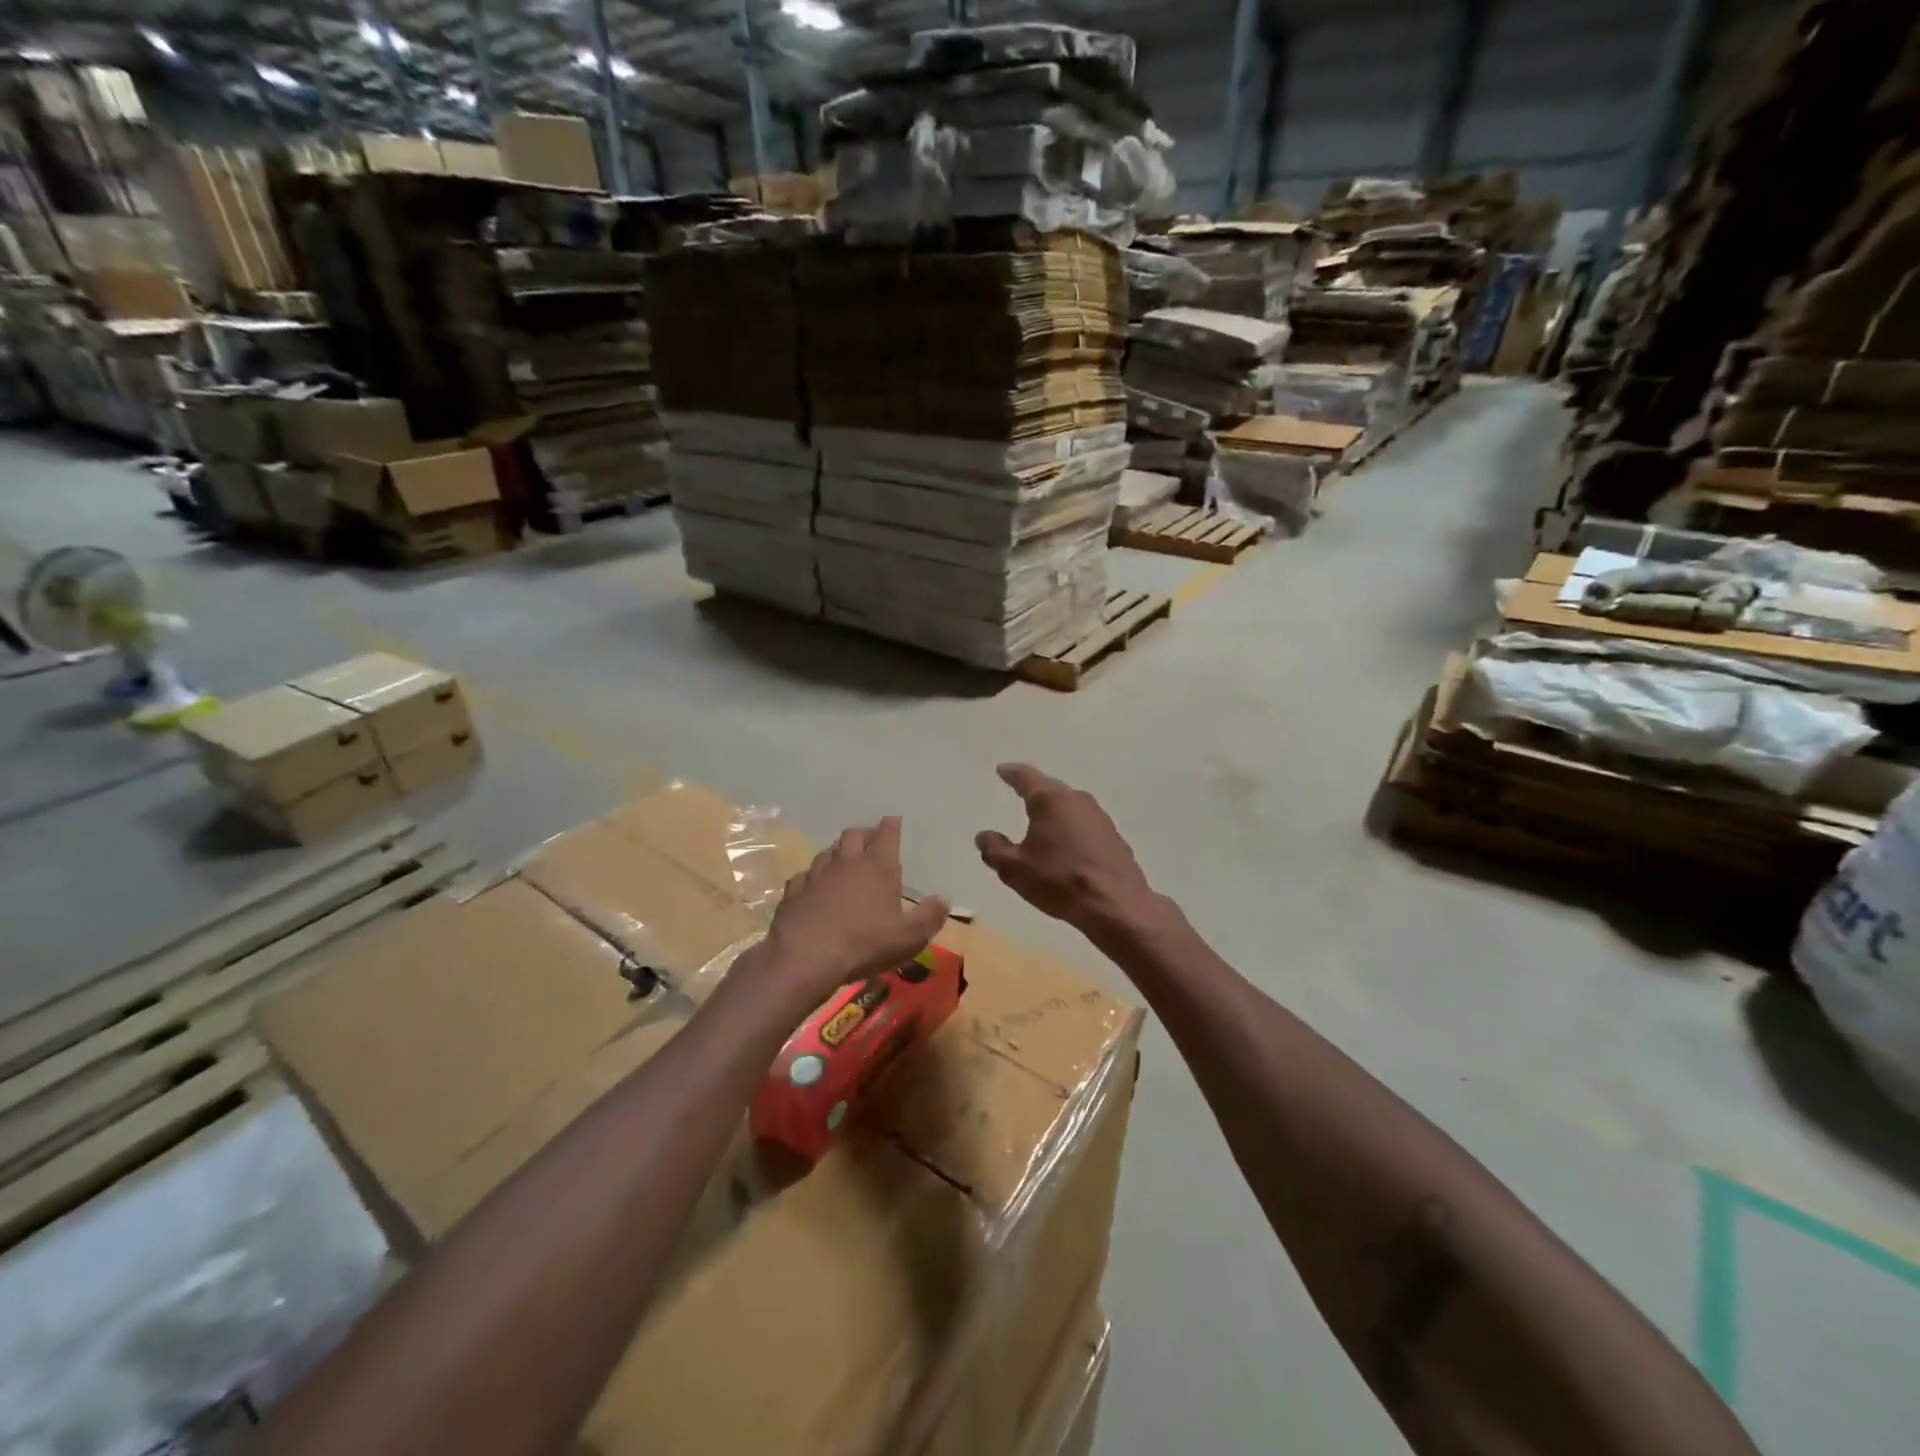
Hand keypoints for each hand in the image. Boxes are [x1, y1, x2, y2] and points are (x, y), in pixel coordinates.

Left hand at [757, 817, 948, 1006]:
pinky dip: (812, 877)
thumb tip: (943, 900)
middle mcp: (846, 862)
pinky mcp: (793, 891)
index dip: (892, 825)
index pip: (887, 833)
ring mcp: (816, 874)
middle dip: (864, 835)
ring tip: (843, 863)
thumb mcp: (908, 937)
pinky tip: (814, 887)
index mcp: (877, 867)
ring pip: (827, 852)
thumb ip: (930, 917)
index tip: (894, 821)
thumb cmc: (864, 944)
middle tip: (870, 842)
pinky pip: (804, 875)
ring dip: (837, 853)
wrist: (805, 957)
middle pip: (853, 835)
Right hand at [976, 764, 1153, 935]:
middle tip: (1020, 791)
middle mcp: (1076, 799)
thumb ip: (994, 849)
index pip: (1026, 777)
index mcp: (1050, 800)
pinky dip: (1071, 829)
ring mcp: (1099, 817)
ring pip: (1070, 806)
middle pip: (1050, 789)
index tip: (1002, 770)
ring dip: (1055, 812)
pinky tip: (1066, 844)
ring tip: (1041, 821)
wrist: (1116, 904)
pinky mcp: (1113, 836)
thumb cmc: (1059, 880)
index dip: (1011, 773)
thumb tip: (984, 835)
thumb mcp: (1015, 869)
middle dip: (1034, 791)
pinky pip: (1084, 825)